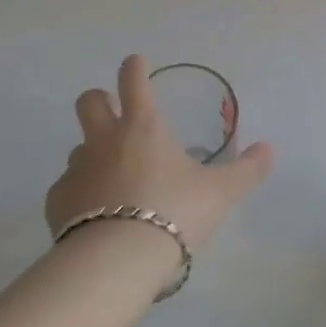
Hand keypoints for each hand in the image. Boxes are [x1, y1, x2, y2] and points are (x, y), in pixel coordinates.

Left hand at [45, 55, 273, 262]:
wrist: (116, 261)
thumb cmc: (174, 212)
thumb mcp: (220, 193)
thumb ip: (246, 170)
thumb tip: (268, 149)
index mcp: (143, 127)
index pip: (133, 80)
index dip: (134, 68)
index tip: (136, 64)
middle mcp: (105, 139)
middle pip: (89, 101)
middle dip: (100, 100)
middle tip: (115, 114)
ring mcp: (77, 169)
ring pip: (78, 147)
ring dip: (93, 153)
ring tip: (112, 179)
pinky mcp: (57, 202)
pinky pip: (66, 187)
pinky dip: (79, 194)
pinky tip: (93, 215)